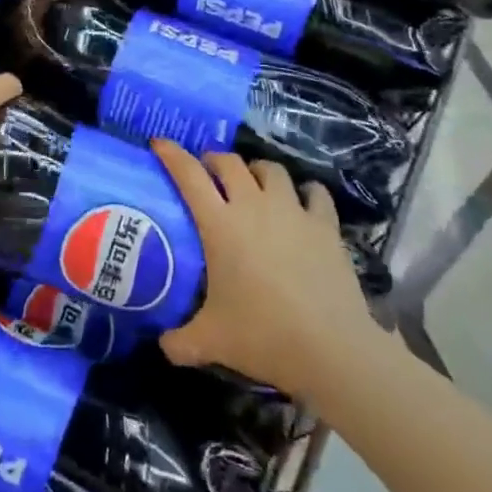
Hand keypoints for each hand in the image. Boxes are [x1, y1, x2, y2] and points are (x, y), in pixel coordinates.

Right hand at [153, 142, 379, 400]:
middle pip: (229, 162)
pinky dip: (304, 191)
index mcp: (220, 224)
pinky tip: (302, 202)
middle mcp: (254, 205)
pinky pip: (314, 192)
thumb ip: (179, 342)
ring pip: (271, 169)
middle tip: (207, 173)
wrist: (332, 348)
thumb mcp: (211, 342)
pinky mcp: (325, 224)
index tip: (160, 143)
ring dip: (256, 170)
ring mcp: (292, 211)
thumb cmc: (263, 336)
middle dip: (214, 160)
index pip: (189, 175)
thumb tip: (163, 345)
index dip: (172, 154)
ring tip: (253, 184)